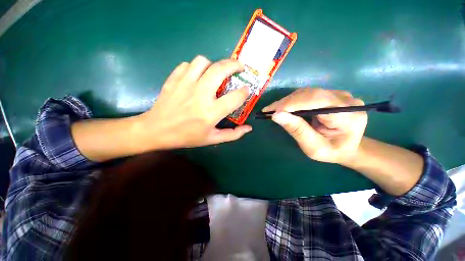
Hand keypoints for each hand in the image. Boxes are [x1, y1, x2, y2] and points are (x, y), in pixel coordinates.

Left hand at [137, 56, 251, 149]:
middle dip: (235, 65)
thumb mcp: (212, 139)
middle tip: (240, 67)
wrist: (156, 131)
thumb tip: (248, 128)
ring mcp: (185, 84)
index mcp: (211, 112)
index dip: (245, 92)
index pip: (235, 97)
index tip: (246, 90)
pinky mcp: (174, 79)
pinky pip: (187, 65)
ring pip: (203, 61)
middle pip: (220, 69)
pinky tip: (197, 76)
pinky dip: (196, 67)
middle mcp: (200, 94)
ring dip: (213, 64)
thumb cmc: (187, 137)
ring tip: (216, 72)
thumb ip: (232, 134)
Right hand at [262, 88, 366, 164]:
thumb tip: (276, 115)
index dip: (292, 104)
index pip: (317, 101)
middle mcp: (346, 100)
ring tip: (273, 109)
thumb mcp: (314, 147)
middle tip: (268, 110)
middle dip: (286, 102)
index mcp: (348, 116)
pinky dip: (293, 101)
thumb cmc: (332, 152)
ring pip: (307, 92)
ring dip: (287, 101)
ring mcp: (339, 95)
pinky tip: (283, 107)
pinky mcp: (331, 95)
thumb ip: (297, 130)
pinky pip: (308, 94)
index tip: (272, 112)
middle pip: (310, 94)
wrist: (348, 148)